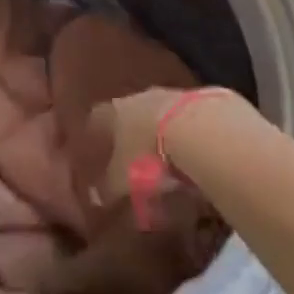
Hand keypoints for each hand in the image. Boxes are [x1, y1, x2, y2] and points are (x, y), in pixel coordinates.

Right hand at [75, 87, 191, 205]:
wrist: (198, 129)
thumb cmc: (148, 153)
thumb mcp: (123, 179)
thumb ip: (107, 189)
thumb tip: (95, 198)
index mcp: (114, 111)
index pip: (97, 118)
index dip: (95, 135)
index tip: (96, 150)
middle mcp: (137, 98)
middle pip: (127, 114)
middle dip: (128, 135)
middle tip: (131, 158)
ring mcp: (168, 96)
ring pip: (156, 115)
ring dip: (158, 134)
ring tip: (164, 162)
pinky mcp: (197, 101)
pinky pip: (182, 120)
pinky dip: (182, 135)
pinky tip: (189, 156)